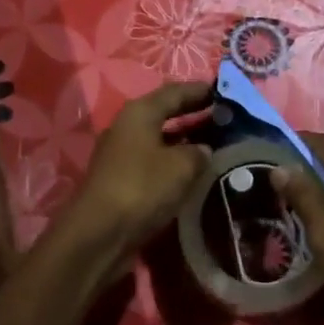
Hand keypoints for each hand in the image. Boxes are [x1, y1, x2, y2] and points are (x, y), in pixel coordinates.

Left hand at [54, 82, 213, 277]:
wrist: (99, 233)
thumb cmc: (142, 187)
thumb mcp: (181, 166)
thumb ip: (199, 152)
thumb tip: (204, 150)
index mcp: (139, 112)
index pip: (174, 92)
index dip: (199, 91)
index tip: (224, 91)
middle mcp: (127, 127)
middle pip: (165, 113)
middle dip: (193, 114)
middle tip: (224, 116)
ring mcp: (122, 154)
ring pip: (160, 139)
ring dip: (185, 140)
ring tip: (216, 144)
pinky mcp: (122, 180)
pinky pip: (155, 161)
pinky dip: (174, 162)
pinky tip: (194, 172)